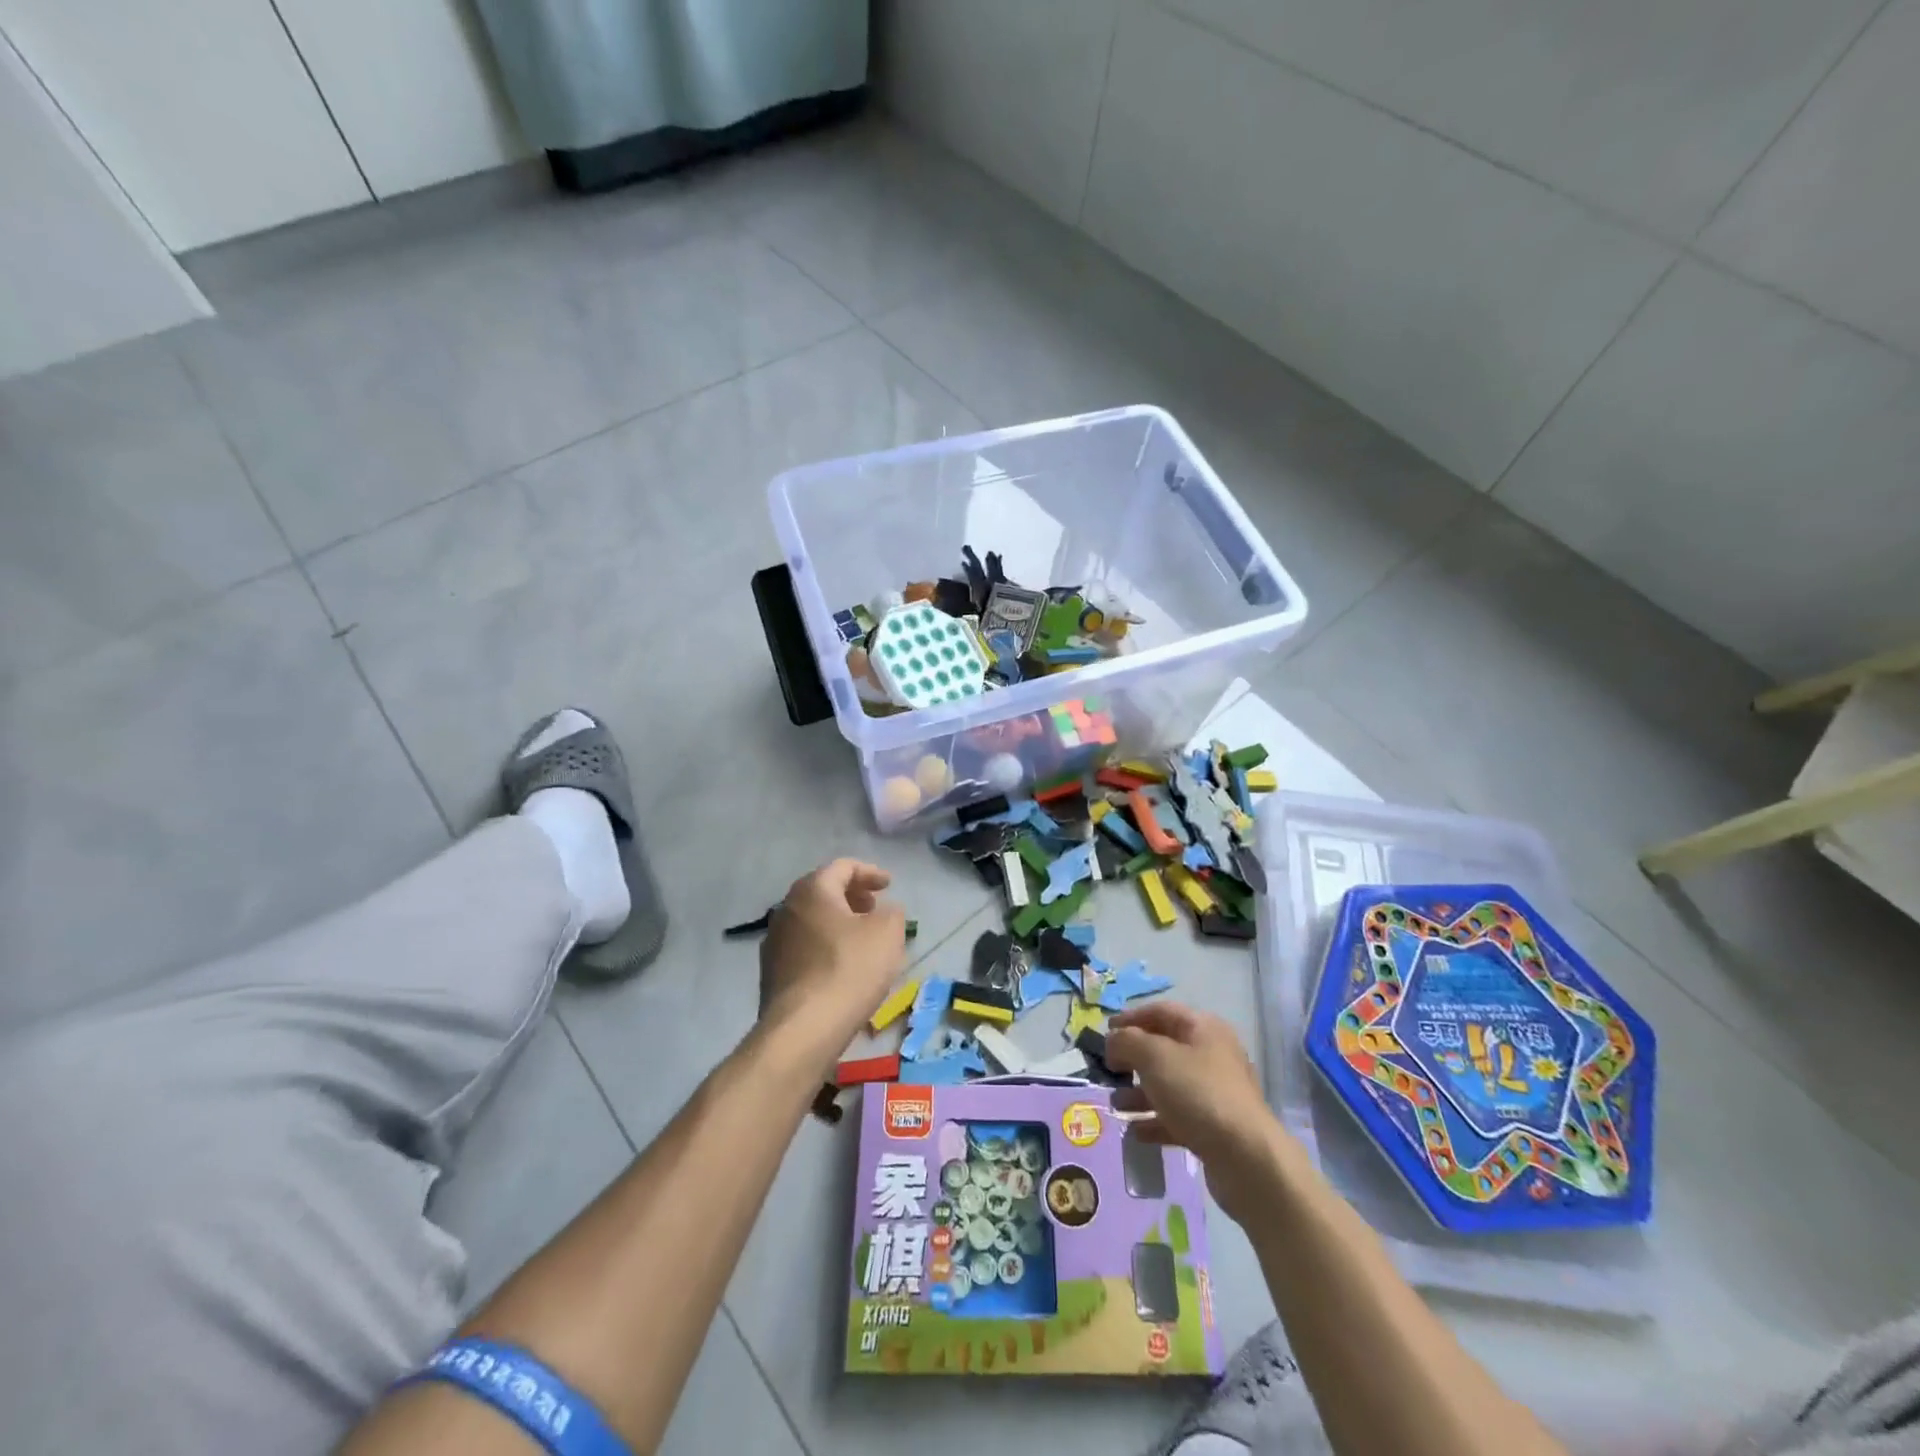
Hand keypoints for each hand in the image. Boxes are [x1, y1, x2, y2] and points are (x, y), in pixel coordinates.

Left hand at [758, 860, 906, 1065]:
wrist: (803, 1029)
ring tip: (861, 939)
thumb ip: (891, 913)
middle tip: (874, 908)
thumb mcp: (887, 933)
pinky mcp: (770, 973)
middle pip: (823, 891)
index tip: (889, 885)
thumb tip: (884, 911)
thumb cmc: (849, 969)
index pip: (842, 867)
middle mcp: (786, 908)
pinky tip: (840, 967)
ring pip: (811, 920)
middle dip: (851, 896)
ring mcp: (773, 941)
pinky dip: (824, 946)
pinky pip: (803, 947)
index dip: (870, 873)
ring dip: (837, 923)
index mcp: (813, 890)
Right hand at [1106, 1002, 1292, 1222]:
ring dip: (1139, 1093)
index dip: (1131, 1018)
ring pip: (1169, 1085)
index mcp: (1203, 1029)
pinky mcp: (1215, 1128)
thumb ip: (1127, 1042)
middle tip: (1109, 1070)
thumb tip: (1114, 1041)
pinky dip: (1155, 1121)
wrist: (1246, 1158)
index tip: (1105, 1032)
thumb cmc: (1197, 1093)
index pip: (1161, 1012)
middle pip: (1165, 1049)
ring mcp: (1215, 1093)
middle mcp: (1212, 1055)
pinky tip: (1135, 1132)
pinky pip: (1178, 1117)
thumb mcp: (1153, 1056)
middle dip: (1133, 1058)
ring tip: (1116, 1105)